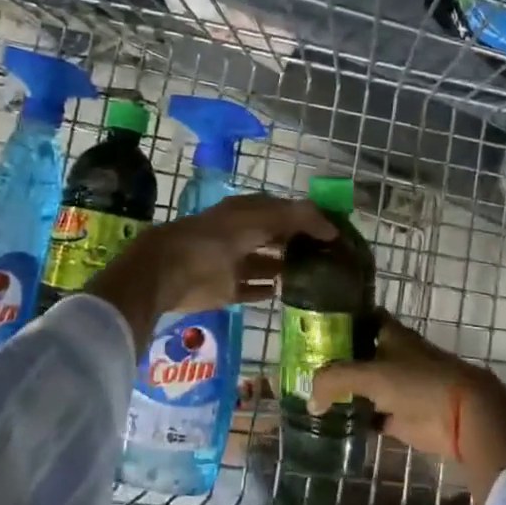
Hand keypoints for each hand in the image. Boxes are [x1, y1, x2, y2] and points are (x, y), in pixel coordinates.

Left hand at [87, 195, 335, 348]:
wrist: (170, 271)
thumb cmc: (215, 239)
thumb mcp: (259, 219)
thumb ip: (296, 218)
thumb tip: (332, 226)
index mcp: (247, 212)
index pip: (285, 210)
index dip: (309, 218)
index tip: (335, 231)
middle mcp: (242, 234)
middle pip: (277, 237)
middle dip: (301, 244)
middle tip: (332, 256)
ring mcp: (234, 262)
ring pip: (267, 263)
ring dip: (287, 267)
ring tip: (316, 276)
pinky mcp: (227, 289)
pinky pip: (253, 289)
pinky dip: (267, 290)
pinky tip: (287, 294)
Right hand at [308, 315, 505, 504]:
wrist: (462, 415)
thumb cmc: (418, 382)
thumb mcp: (371, 375)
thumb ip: (335, 380)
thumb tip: (310, 400)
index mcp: (388, 333)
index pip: (358, 318)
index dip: (336, 320)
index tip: (309, 328)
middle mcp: (390, 355)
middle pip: (356, 353)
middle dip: (333, 359)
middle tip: (299, 366)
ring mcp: (395, 386)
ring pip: (362, 384)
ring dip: (342, 390)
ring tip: (308, 395)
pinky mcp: (399, 415)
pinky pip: (369, 414)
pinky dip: (354, 417)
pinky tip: (330, 422)